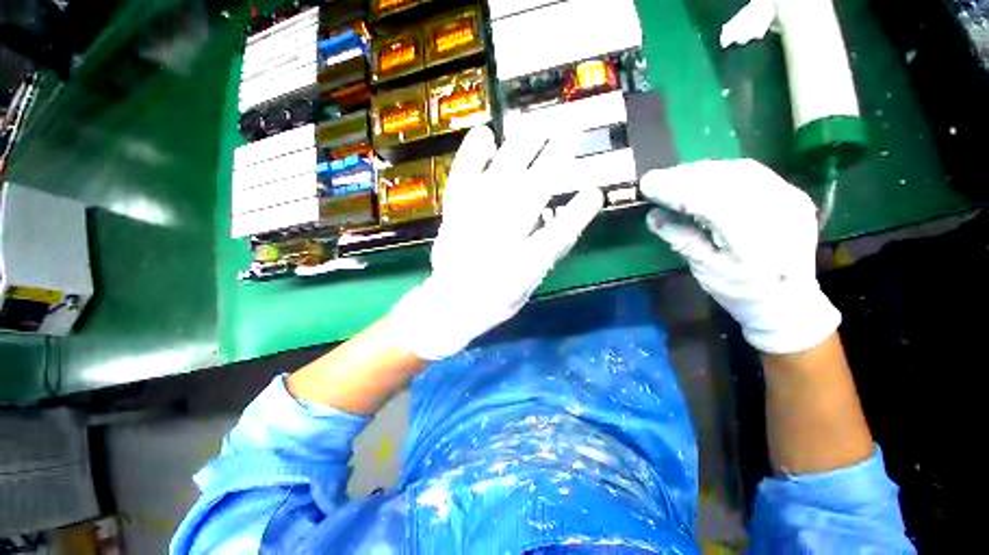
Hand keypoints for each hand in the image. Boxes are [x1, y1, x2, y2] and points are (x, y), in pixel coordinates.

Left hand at [388, 125, 603, 359]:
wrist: (450, 303)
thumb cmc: (493, 299)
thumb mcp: (527, 286)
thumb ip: (547, 256)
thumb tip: (566, 224)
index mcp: (523, 262)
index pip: (558, 234)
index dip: (578, 213)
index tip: (595, 192)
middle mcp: (501, 235)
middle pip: (533, 191)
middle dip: (555, 159)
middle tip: (572, 130)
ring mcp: (474, 219)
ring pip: (501, 177)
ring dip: (522, 148)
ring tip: (538, 124)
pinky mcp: (455, 212)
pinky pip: (463, 178)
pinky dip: (472, 155)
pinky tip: (485, 134)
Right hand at [640, 159, 839, 353]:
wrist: (789, 302)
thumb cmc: (742, 292)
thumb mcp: (705, 270)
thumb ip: (681, 239)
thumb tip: (654, 215)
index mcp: (753, 238)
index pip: (709, 200)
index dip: (675, 189)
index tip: (648, 185)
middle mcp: (777, 210)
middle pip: (725, 178)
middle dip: (685, 176)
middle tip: (657, 179)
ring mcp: (789, 199)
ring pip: (738, 170)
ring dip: (701, 171)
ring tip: (674, 177)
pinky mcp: (791, 195)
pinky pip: (752, 173)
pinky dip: (721, 171)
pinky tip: (703, 177)